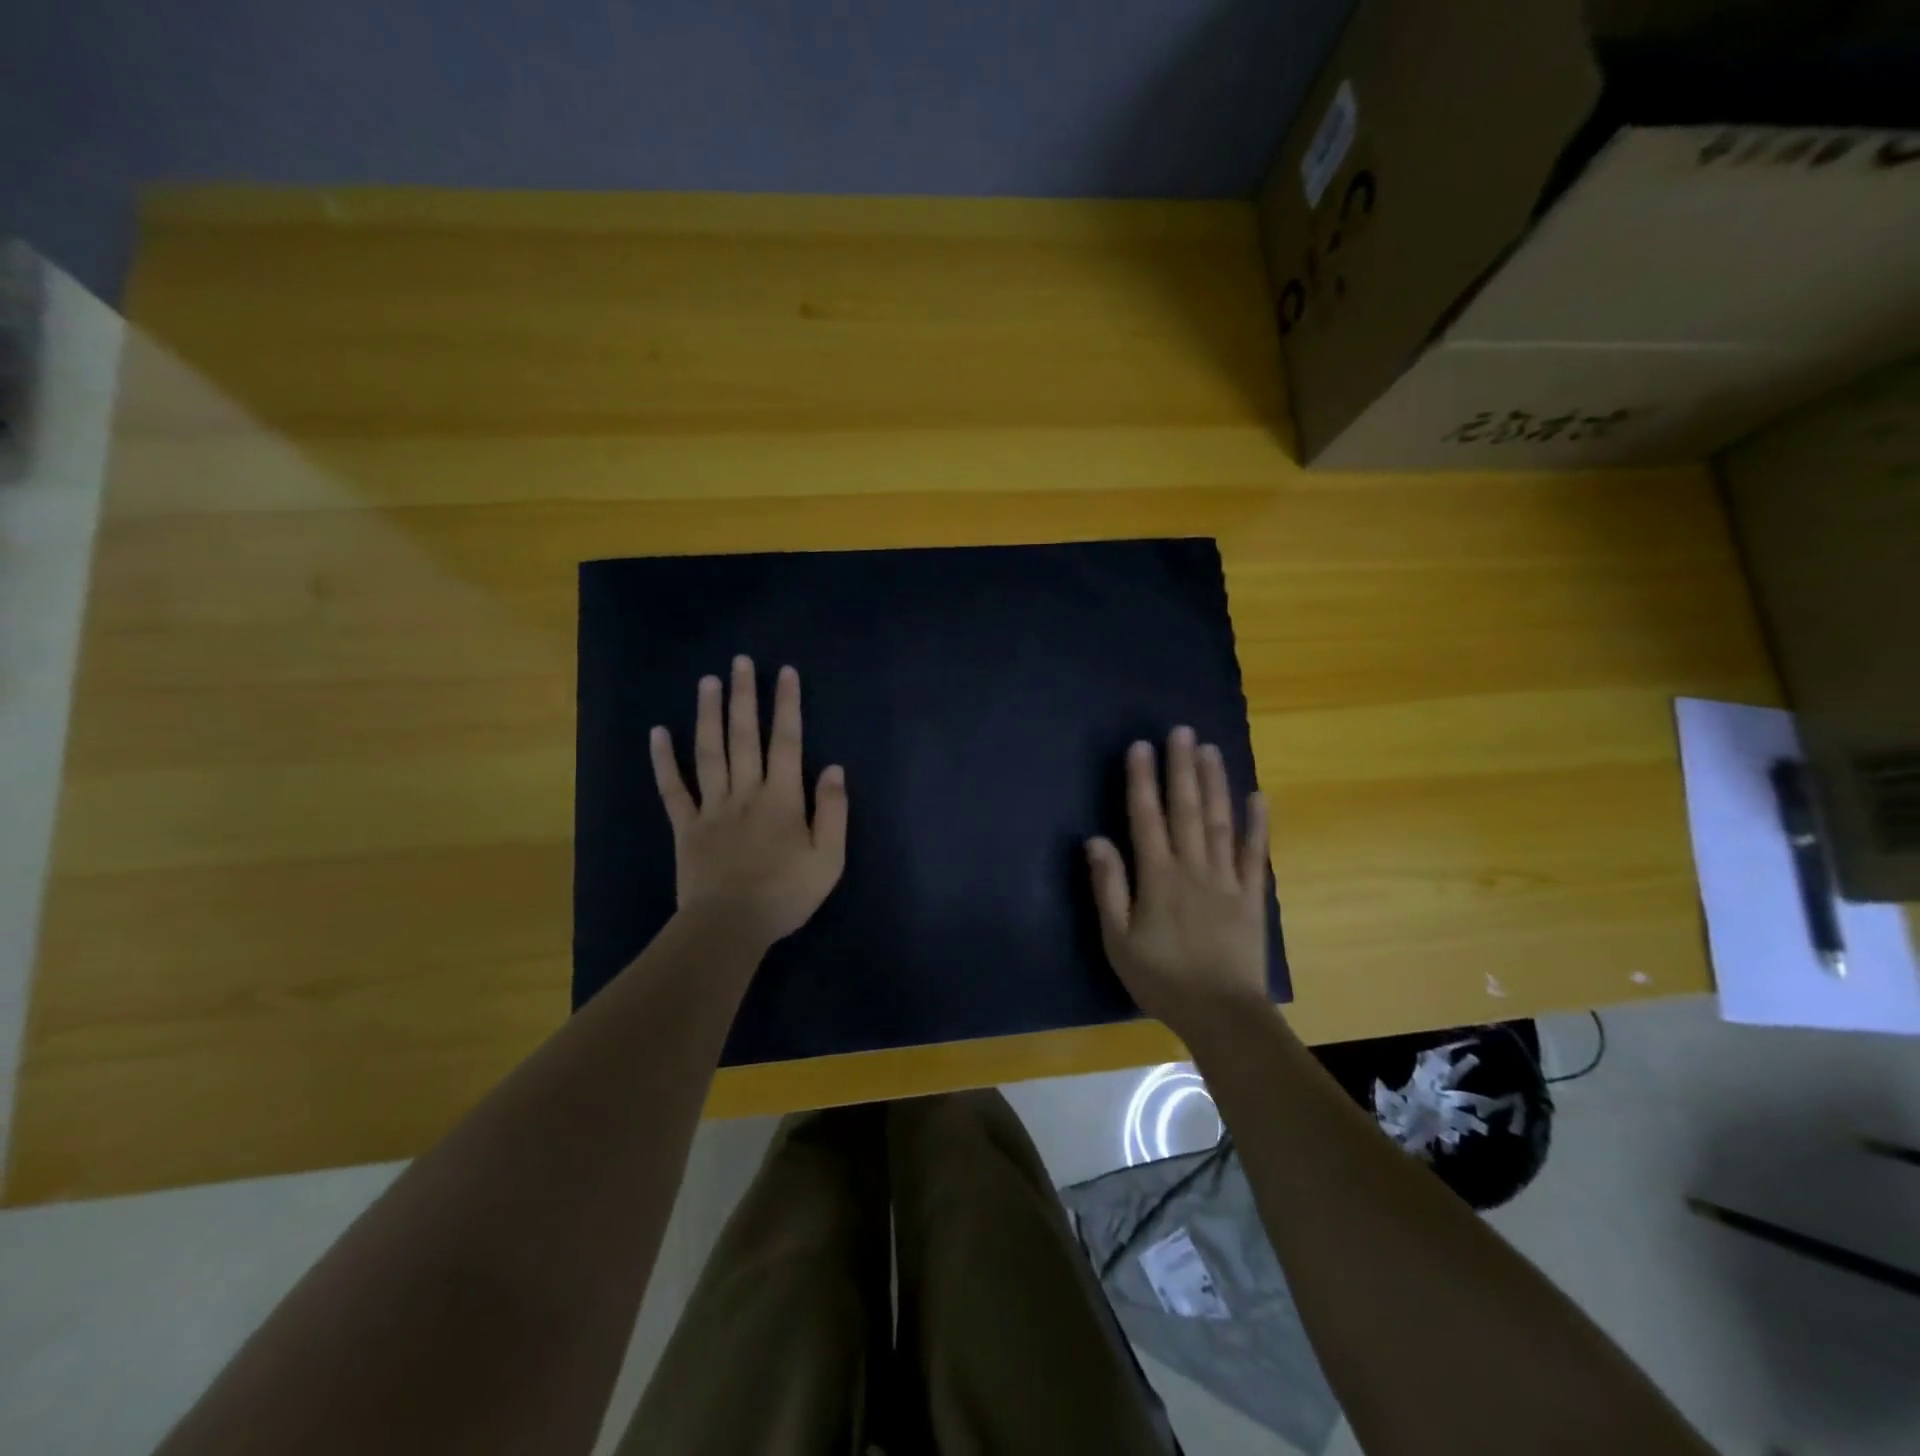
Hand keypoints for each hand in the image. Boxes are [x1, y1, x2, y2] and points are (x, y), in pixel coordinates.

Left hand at [650, 656, 847, 951]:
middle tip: (740, 661)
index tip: (784, 672)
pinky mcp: (686, 826)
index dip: (787, 705)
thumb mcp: (828, 859)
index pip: (787, 742)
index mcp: (782, 798)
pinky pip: (673, 788)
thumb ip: (833, 812)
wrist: (730, 927)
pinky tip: (657, 733)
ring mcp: (712, 807)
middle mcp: (746, 792)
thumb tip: (835, 769)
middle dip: (744, 696)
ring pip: (709, 752)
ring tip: (707, 681)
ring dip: (708, 715)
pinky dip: (664, 760)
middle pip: (744, 736)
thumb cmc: (785, 894)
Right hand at [1086, 727, 1270, 1045]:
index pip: (1147, 817)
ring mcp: (1227, 879)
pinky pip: (1255, 854)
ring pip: (1220, 821)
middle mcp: (1193, 867)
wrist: (1222, 1013)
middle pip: (1186, 809)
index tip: (1141, 747)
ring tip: (1210, 749)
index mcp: (1158, 876)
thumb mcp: (1118, 939)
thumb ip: (1108, 887)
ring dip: (1215, 783)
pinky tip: (1258, 796)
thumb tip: (1096, 840)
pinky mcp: (1252, 895)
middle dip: (1181, 768)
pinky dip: (1257, 824)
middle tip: (1181, 731)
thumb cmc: (1162, 978)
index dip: (1142, 780)